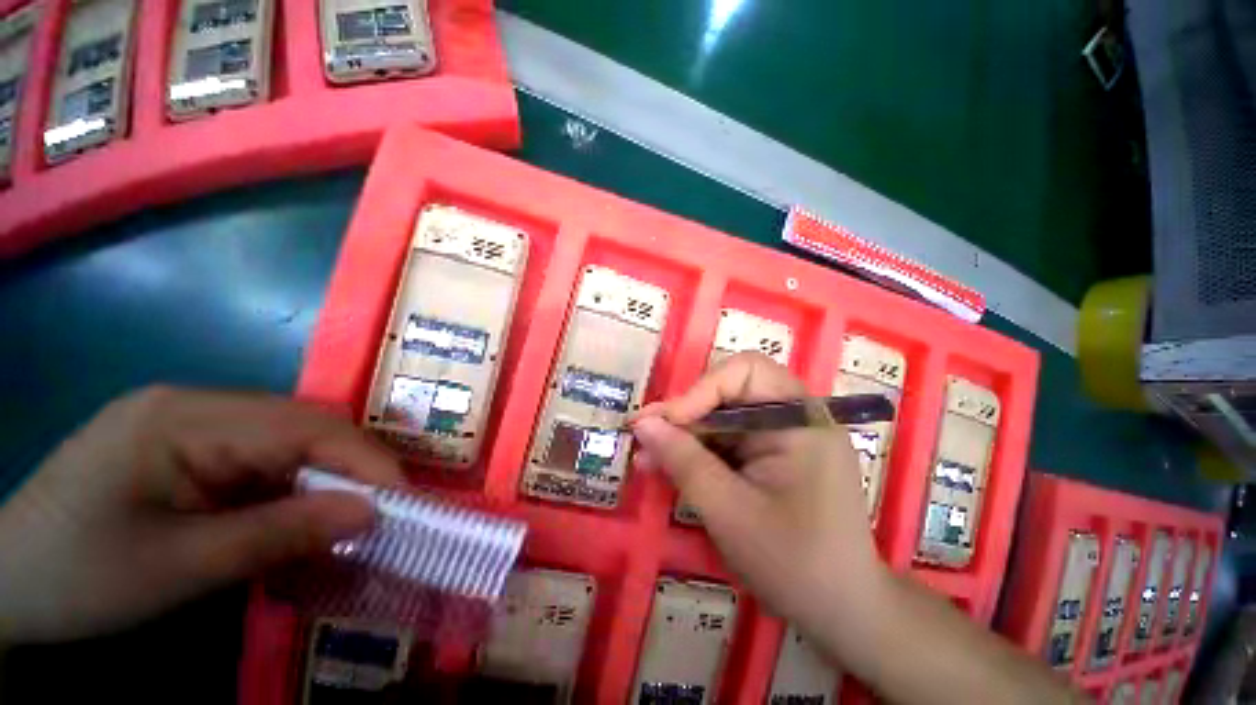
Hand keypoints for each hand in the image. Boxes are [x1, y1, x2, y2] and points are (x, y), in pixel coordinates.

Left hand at [0, 386, 402, 643]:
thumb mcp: (178, 568)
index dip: (363, 459)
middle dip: (351, 466)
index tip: (404, 499)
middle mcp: (195, 403)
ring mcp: (189, 420)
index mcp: (184, 417)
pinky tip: (293, 512)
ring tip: (345, 515)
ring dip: (324, 476)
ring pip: (288, 439)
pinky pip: (262, 455)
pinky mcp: (186, 444)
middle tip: (381, 510)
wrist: (5, 580)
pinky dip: (292, 484)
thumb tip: (370, 515)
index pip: (303, 426)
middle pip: (301, 424)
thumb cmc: (79, 575)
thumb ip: (279, 535)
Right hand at [630, 352, 884, 626]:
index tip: (666, 422)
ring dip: (685, 435)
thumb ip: (683, 461)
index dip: (701, 389)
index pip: (745, 371)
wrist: (841, 613)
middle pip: (729, 391)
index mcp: (800, 419)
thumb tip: (642, 423)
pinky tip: (669, 467)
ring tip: (648, 457)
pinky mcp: (770, 455)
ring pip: (721, 416)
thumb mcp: (729, 510)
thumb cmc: (793, 563)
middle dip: (686, 414)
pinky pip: (726, 440)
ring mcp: (782, 436)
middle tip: (646, 437)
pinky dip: (697, 452)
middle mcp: (793, 417)